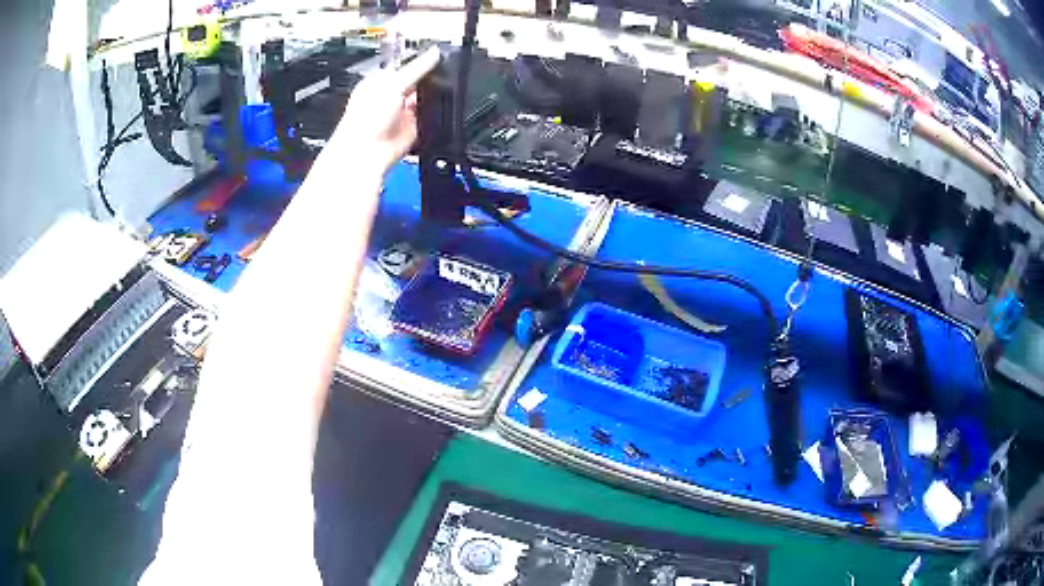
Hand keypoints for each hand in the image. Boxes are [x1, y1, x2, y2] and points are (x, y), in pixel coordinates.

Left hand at [333, 47, 440, 170]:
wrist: (367, 151)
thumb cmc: (364, 119)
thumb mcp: (394, 84)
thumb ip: (417, 68)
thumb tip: (434, 53)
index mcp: (381, 81)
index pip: (405, 65)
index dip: (420, 61)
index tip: (436, 55)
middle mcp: (391, 95)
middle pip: (417, 80)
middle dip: (427, 78)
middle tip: (438, 74)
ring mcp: (401, 111)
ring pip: (423, 97)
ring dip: (428, 95)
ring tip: (432, 93)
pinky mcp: (412, 125)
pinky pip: (427, 115)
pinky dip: (431, 112)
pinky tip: (432, 108)